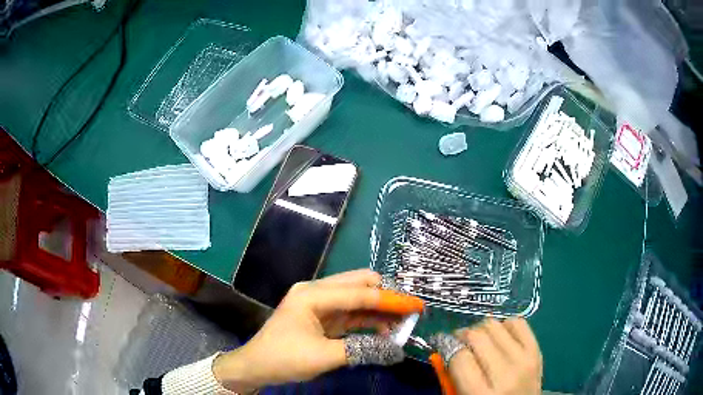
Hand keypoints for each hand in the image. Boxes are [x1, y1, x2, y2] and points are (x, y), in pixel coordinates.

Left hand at [213, 269, 423, 392]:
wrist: (257, 366)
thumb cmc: (284, 358)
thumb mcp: (323, 356)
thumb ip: (361, 349)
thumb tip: (396, 349)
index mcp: (313, 294)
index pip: (360, 293)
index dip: (391, 300)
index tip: (417, 305)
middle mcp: (318, 292)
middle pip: (360, 285)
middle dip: (387, 297)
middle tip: (410, 313)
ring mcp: (320, 303)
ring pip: (358, 299)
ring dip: (380, 309)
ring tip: (403, 324)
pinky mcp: (323, 317)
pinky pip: (352, 313)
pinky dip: (370, 320)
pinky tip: (385, 330)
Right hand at [448, 318, 541, 394]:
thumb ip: (452, 376)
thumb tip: (445, 347)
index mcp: (481, 393)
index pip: (459, 357)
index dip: (446, 346)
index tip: (441, 344)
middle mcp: (505, 373)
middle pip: (477, 336)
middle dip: (461, 335)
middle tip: (457, 342)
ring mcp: (525, 359)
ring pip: (495, 325)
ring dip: (481, 329)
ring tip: (479, 341)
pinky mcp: (537, 350)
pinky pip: (517, 323)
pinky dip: (504, 325)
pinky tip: (499, 337)